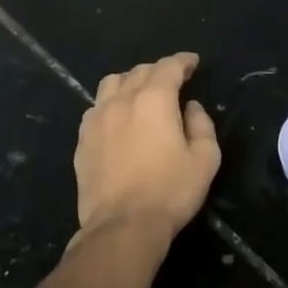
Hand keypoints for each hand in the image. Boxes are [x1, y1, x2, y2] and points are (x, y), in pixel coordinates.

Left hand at [74, 52, 219, 240]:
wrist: (122, 226)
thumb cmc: (170, 192)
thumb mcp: (205, 159)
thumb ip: (202, 125)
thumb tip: (190, 107)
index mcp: (154, 99)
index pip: (169, 66)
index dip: (183, 61)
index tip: (193, 62)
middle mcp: (122, 100)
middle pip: (140, 71)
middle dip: (159, 70)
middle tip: (172, 81)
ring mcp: (97, 118)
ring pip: (112, 83)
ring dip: (130, 81)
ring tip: (140, 94)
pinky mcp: (82, 139)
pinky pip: (96, 107)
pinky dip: (110, 103)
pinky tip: (117, 118)